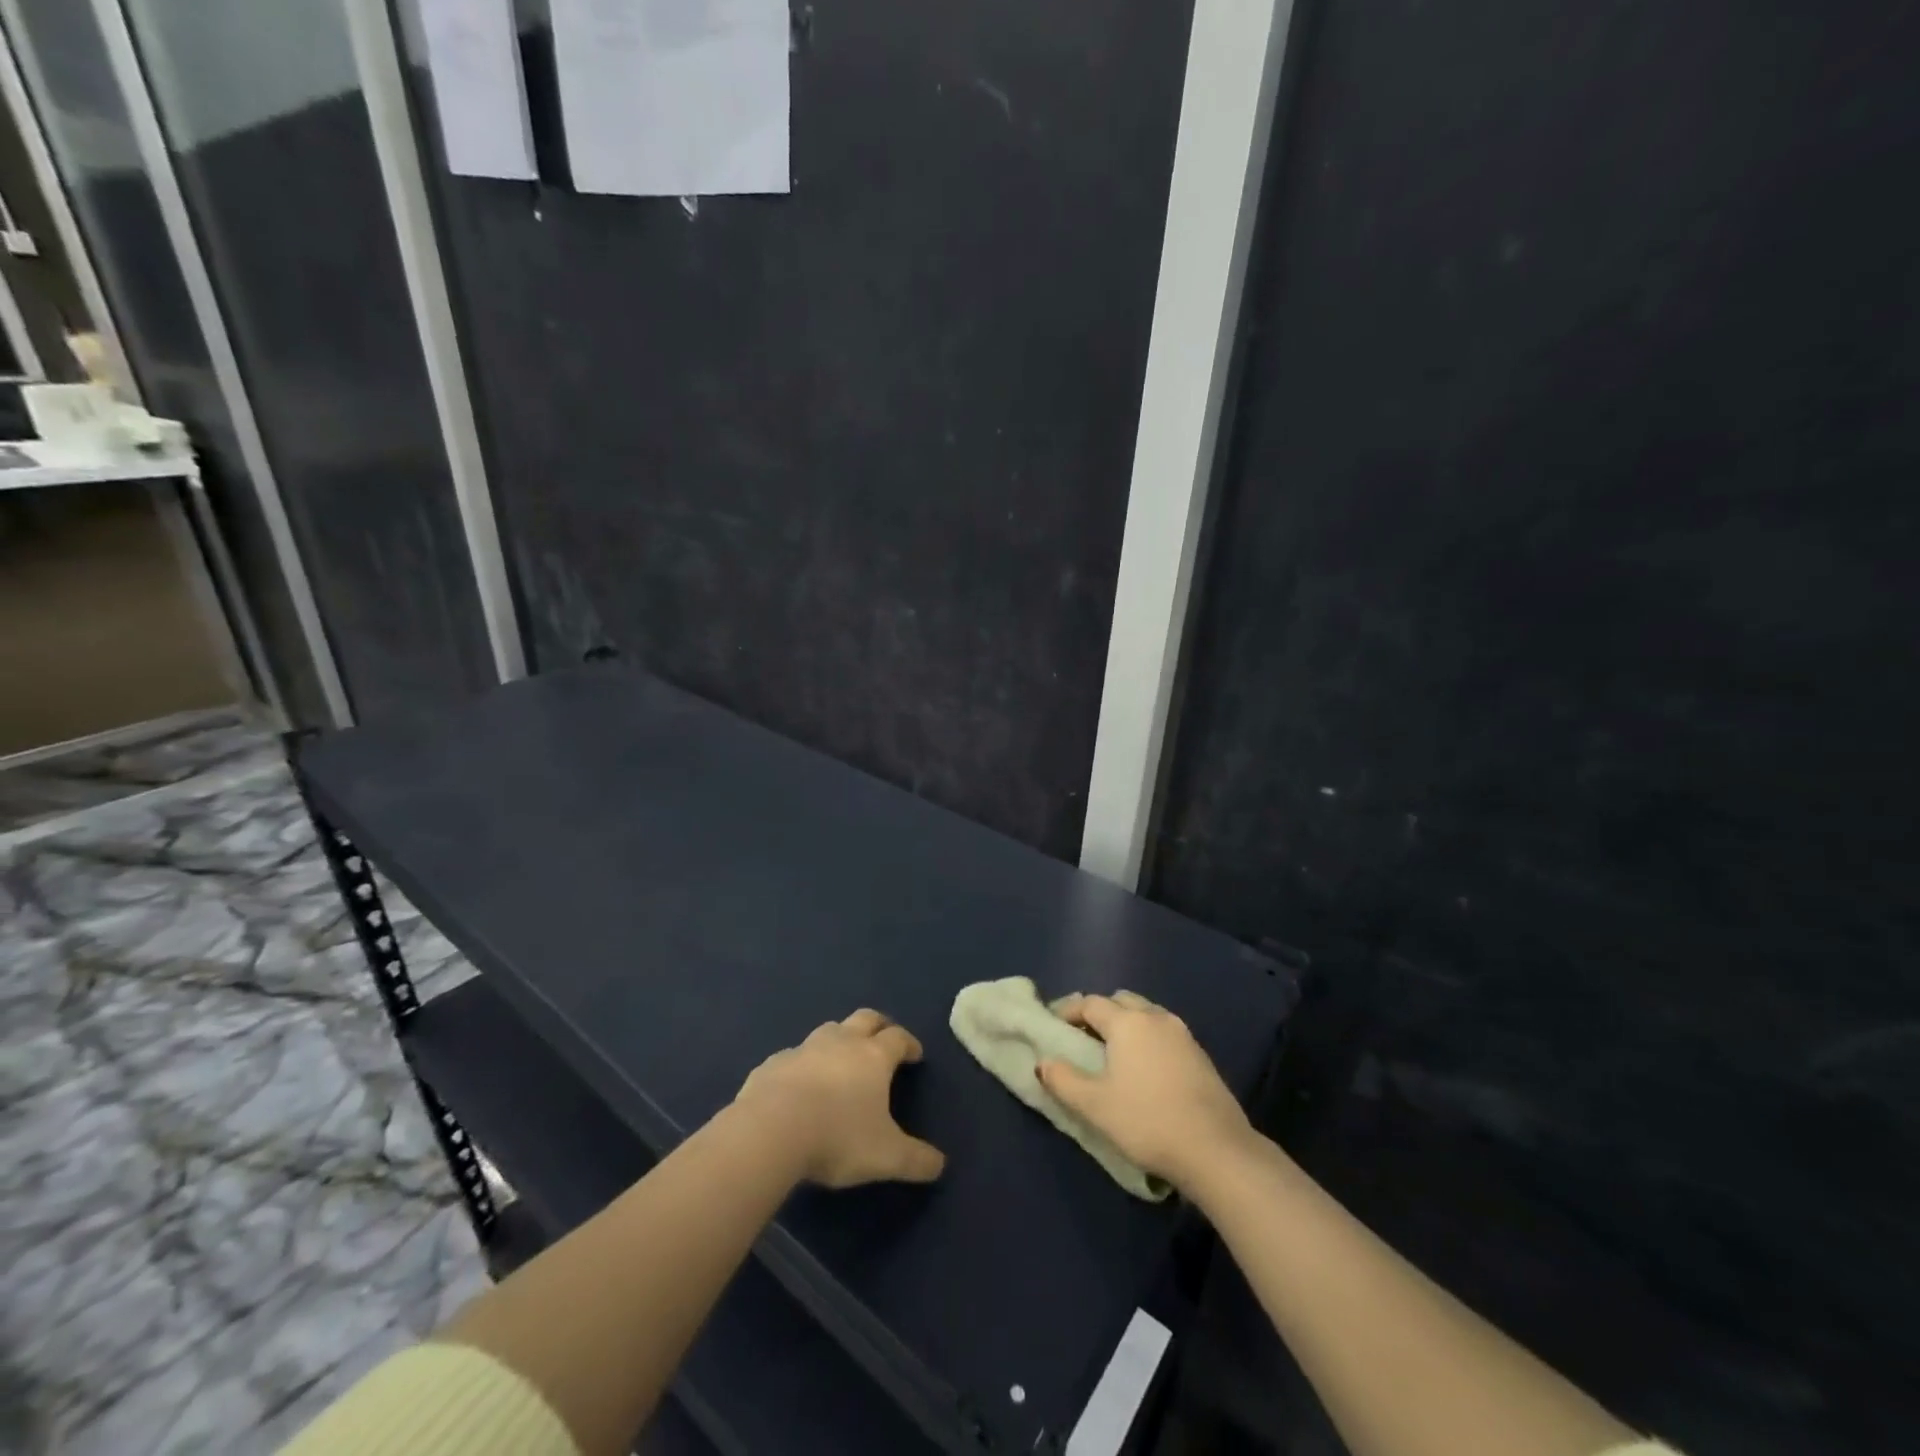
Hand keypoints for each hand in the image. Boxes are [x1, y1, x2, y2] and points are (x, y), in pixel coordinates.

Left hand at [734, 1009, 946, 1188]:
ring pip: (829, 1030)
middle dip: (878, 1025)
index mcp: (873, 1057)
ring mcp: (804, 1049)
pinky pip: (793, 1057)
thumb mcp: (886, 1157)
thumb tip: (940, 1165)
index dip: (909, 1043)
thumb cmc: (837, 1137)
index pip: (898, 1037)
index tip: (915, 1055)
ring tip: (841, 1061)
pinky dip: (803, 1064)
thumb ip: (916, 1160)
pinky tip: (799, 1086)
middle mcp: (841, 1042)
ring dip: (839, 1040)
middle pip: (865, 1018)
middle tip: (883, 1040)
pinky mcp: (773, 1063)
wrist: (770, 1131)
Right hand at [1039, 991, 1253, 1190]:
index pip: (1090, 1003)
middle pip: (1120, 1001)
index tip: (1054, 1024)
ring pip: (1146, 1013)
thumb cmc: (1147, 1121)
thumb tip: (1043, 1062)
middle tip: (1083, 1036)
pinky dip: (1148, 1038)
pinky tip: (1145, 1067)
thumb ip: (1063, 1080)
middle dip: (1099, 1012)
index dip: (1069, 1011)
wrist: (1216, 1150)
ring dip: (1126, 1023)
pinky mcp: (1200, 1054)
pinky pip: (1164, 1032)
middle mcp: (1155, 1017)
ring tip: (1114, 1052)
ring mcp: (1182, 1034)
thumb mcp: (1095, 1105)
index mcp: (1127, 1022)